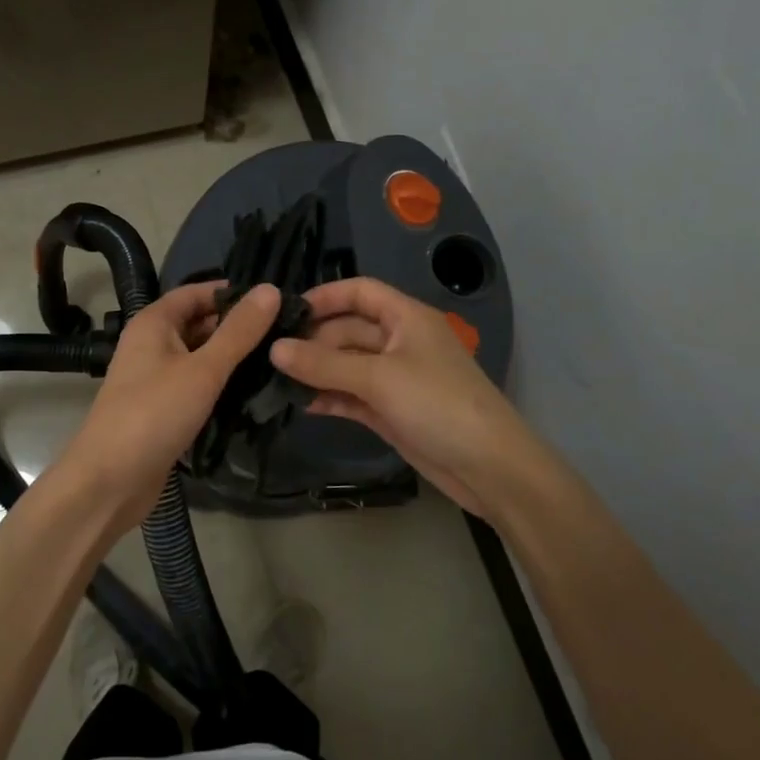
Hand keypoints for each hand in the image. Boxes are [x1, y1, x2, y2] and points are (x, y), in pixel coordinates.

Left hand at [59, 282, 280, 529]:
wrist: (109, 482)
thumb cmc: (154, 414)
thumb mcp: (203, 369)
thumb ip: (239, 331)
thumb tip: (271, 289)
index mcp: (154, 323)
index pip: (197, 292)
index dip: (233, 292)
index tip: (275, 300)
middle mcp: (152, 344)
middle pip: (200, 324)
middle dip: (238, 327)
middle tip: (286, 333)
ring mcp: (156, 379)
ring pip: (200, 357)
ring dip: (232, 358)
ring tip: (280, 359)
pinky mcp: (163, 409)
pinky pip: (196, 386)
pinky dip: (221, 385)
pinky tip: (254, 392)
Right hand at [269, 278, 547, 519]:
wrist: (488, 467)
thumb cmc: (438, 404)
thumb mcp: (379, 378)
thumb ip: (325, 363)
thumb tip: (274, 349)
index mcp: (406, 318)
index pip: (360, 292)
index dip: (325, 296)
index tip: (285, 311)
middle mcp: (399, 342)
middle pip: (348, 329)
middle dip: (313, 340)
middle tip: (270, 356)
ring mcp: (394, 378)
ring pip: (346, 365)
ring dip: (316, 371)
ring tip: (274, 380)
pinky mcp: (390, 410)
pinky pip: (351, 395)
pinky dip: (329, 396)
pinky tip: (298, 404)